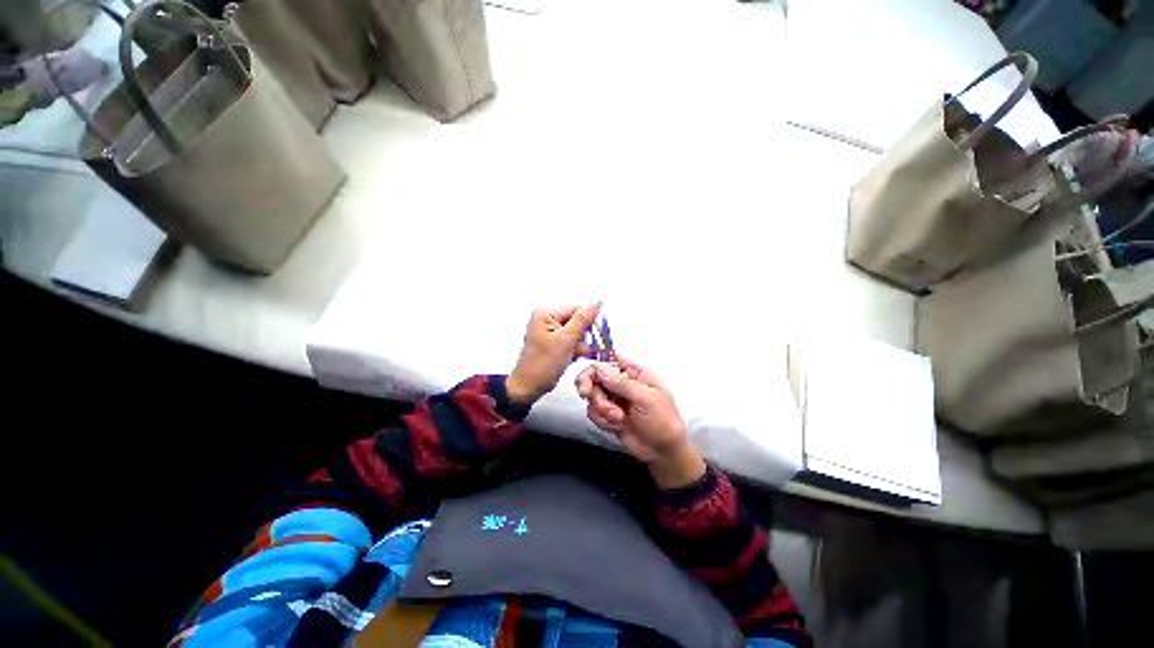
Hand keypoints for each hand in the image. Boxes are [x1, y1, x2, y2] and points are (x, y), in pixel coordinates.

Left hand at [507, 304, 599, 405]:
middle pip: (578, 320)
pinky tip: (574, 357)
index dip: (591, 319)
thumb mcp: (565, 340)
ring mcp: (551, 331)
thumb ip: (582, 320)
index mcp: (546, 314)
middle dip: (586, 335)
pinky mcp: (554, 342)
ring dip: (582, 344)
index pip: (577, 308)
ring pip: (577, 332)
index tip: (601, 331)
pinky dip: (576, 349)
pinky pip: (572, 341)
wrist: (528, 387)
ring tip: (578, 354)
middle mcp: (547, 319)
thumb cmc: (539, 366)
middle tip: (590, 346)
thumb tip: (595, 304)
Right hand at [576, 359, 705, 488]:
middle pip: (594, 375)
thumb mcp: (646, 399)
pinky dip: (602, 419)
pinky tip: (617, 426)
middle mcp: (621, 382)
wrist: (663, 452)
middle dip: (590, 387)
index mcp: (634, 372)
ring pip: (592, 395)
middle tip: (586, 395)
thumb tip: (599, 368)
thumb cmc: (663, 420)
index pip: (610, 359)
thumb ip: (622, 384)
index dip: (596, 364)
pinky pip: (593, 411)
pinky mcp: (608, 414)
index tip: (587, 377)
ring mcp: (614, 398)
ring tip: (619, 419)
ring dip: (601, 408)